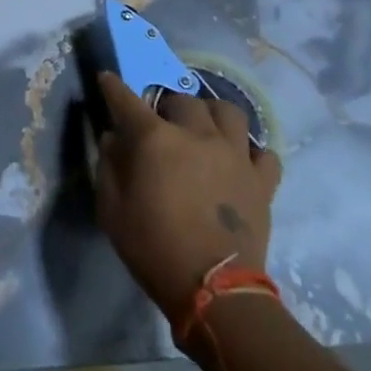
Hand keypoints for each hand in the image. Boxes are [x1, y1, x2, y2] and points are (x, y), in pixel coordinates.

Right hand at [94, 72, 281, 316]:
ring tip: (205, 128)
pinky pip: (263, 153)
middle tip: (162, 122)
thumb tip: (113, 138)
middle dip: (167, 105)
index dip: (113, 87)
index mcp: (155, 139)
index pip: (127, 100)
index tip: (107, 79)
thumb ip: (108, 165)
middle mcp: (197, 135)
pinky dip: (250, 152)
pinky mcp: (262, 181)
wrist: (214, 291)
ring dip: (212, 115)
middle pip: (183, 100)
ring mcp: (234, 155)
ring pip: (229, 112)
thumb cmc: (153, 248)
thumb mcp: (111, 209)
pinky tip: (239, 161)